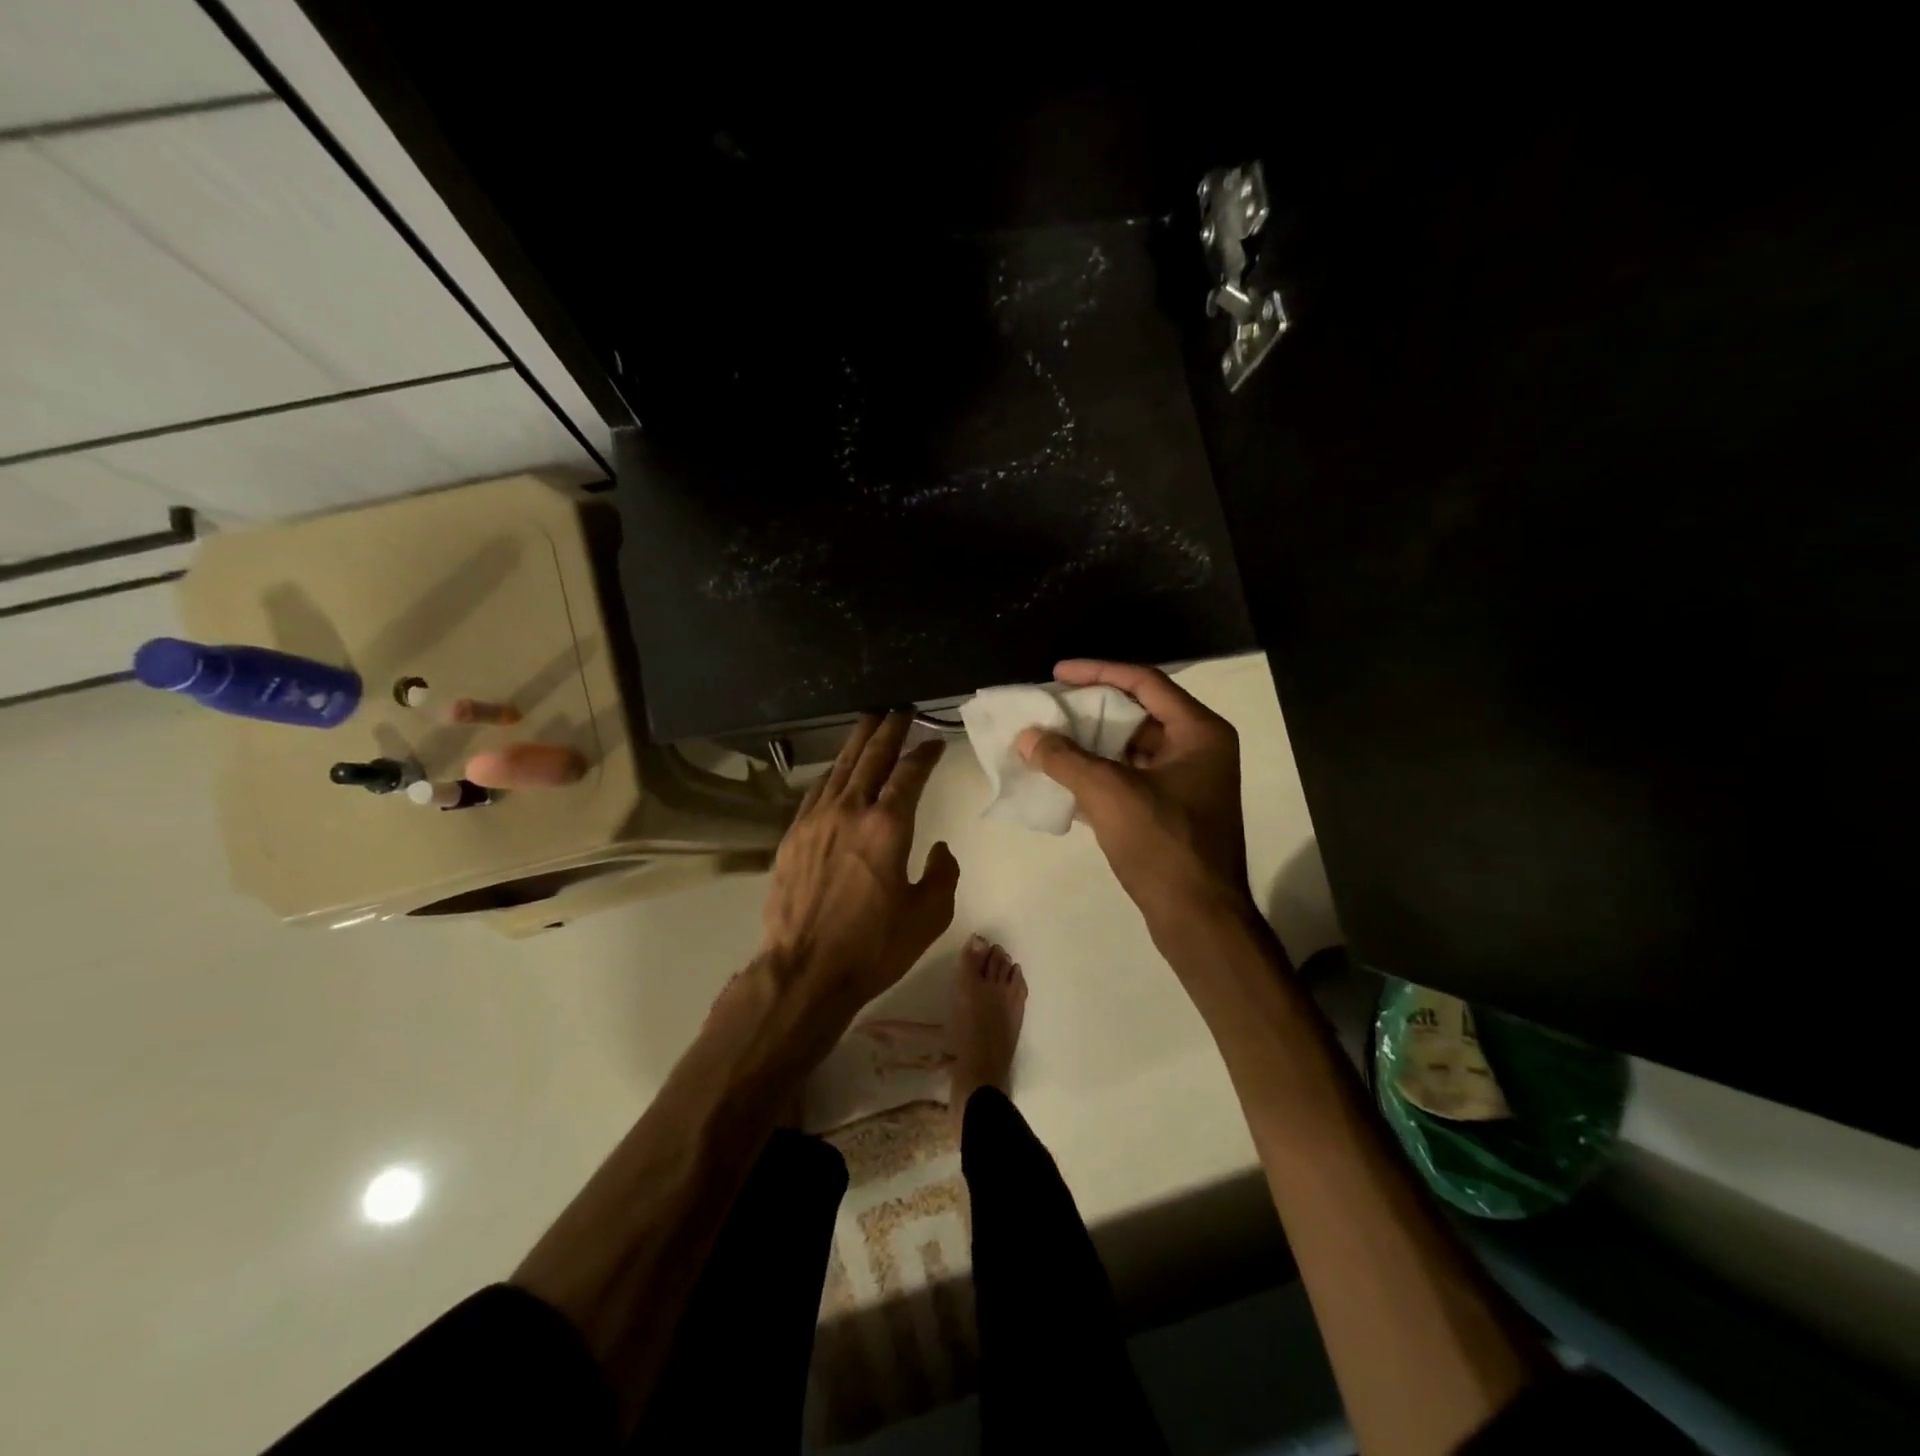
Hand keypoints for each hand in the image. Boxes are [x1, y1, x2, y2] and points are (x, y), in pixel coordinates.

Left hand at [760, 712, 959, 1027]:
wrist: (804, 970)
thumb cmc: (873, 946)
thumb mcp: (929, 915)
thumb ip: (942, 874)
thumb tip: (938, 849)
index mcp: (887, 826)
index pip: (909, 774)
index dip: (924, 753)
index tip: (935, 741)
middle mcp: (850, 811)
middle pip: (871, 757)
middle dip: (888, 730)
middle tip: (899, 710)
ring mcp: (815, 821)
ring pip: (839, 768)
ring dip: (857, 742)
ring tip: (869, 722)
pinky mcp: (793, 836)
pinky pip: (815, 792)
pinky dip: (831, 774)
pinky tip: (836, 770)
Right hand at [1017, 660, 1252, 934]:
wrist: (1199, 919)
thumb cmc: (1164, 845)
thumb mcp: (1110, 794)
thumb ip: (1065, 759)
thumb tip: (1027, 737)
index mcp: (1199, 732)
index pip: (1144, 683)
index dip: (1098, 672)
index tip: (1057, 673)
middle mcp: (1197, 749)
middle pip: (1137, 713)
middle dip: (1089, 710)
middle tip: (1048, 707)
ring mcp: (1184, 782)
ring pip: (1130, 748)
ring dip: (1089, 744)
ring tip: (1047, 739)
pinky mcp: (1170, 811)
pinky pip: (1128, 778)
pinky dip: (1097, 774)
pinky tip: (1062, 777)